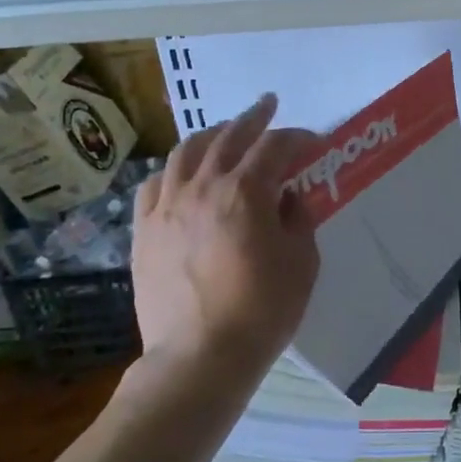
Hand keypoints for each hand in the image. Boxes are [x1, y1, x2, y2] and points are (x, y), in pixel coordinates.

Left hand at [127, 93, 320, 378]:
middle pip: (229, 136)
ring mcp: (167, 206)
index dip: (299, 138)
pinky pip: (155, 184)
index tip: (315, 143)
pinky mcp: (144, 230)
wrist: (200, 356)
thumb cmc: (263, 310)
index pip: (275, 147)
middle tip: (268, 105)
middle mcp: (202, 187)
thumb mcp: (302, 261)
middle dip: (253, 117)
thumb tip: (288, 197)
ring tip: (225, 131)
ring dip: (212, 134)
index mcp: (246, 192)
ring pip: (186, 151)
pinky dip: (174, 169)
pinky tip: (183, 172)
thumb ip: (299, 218)